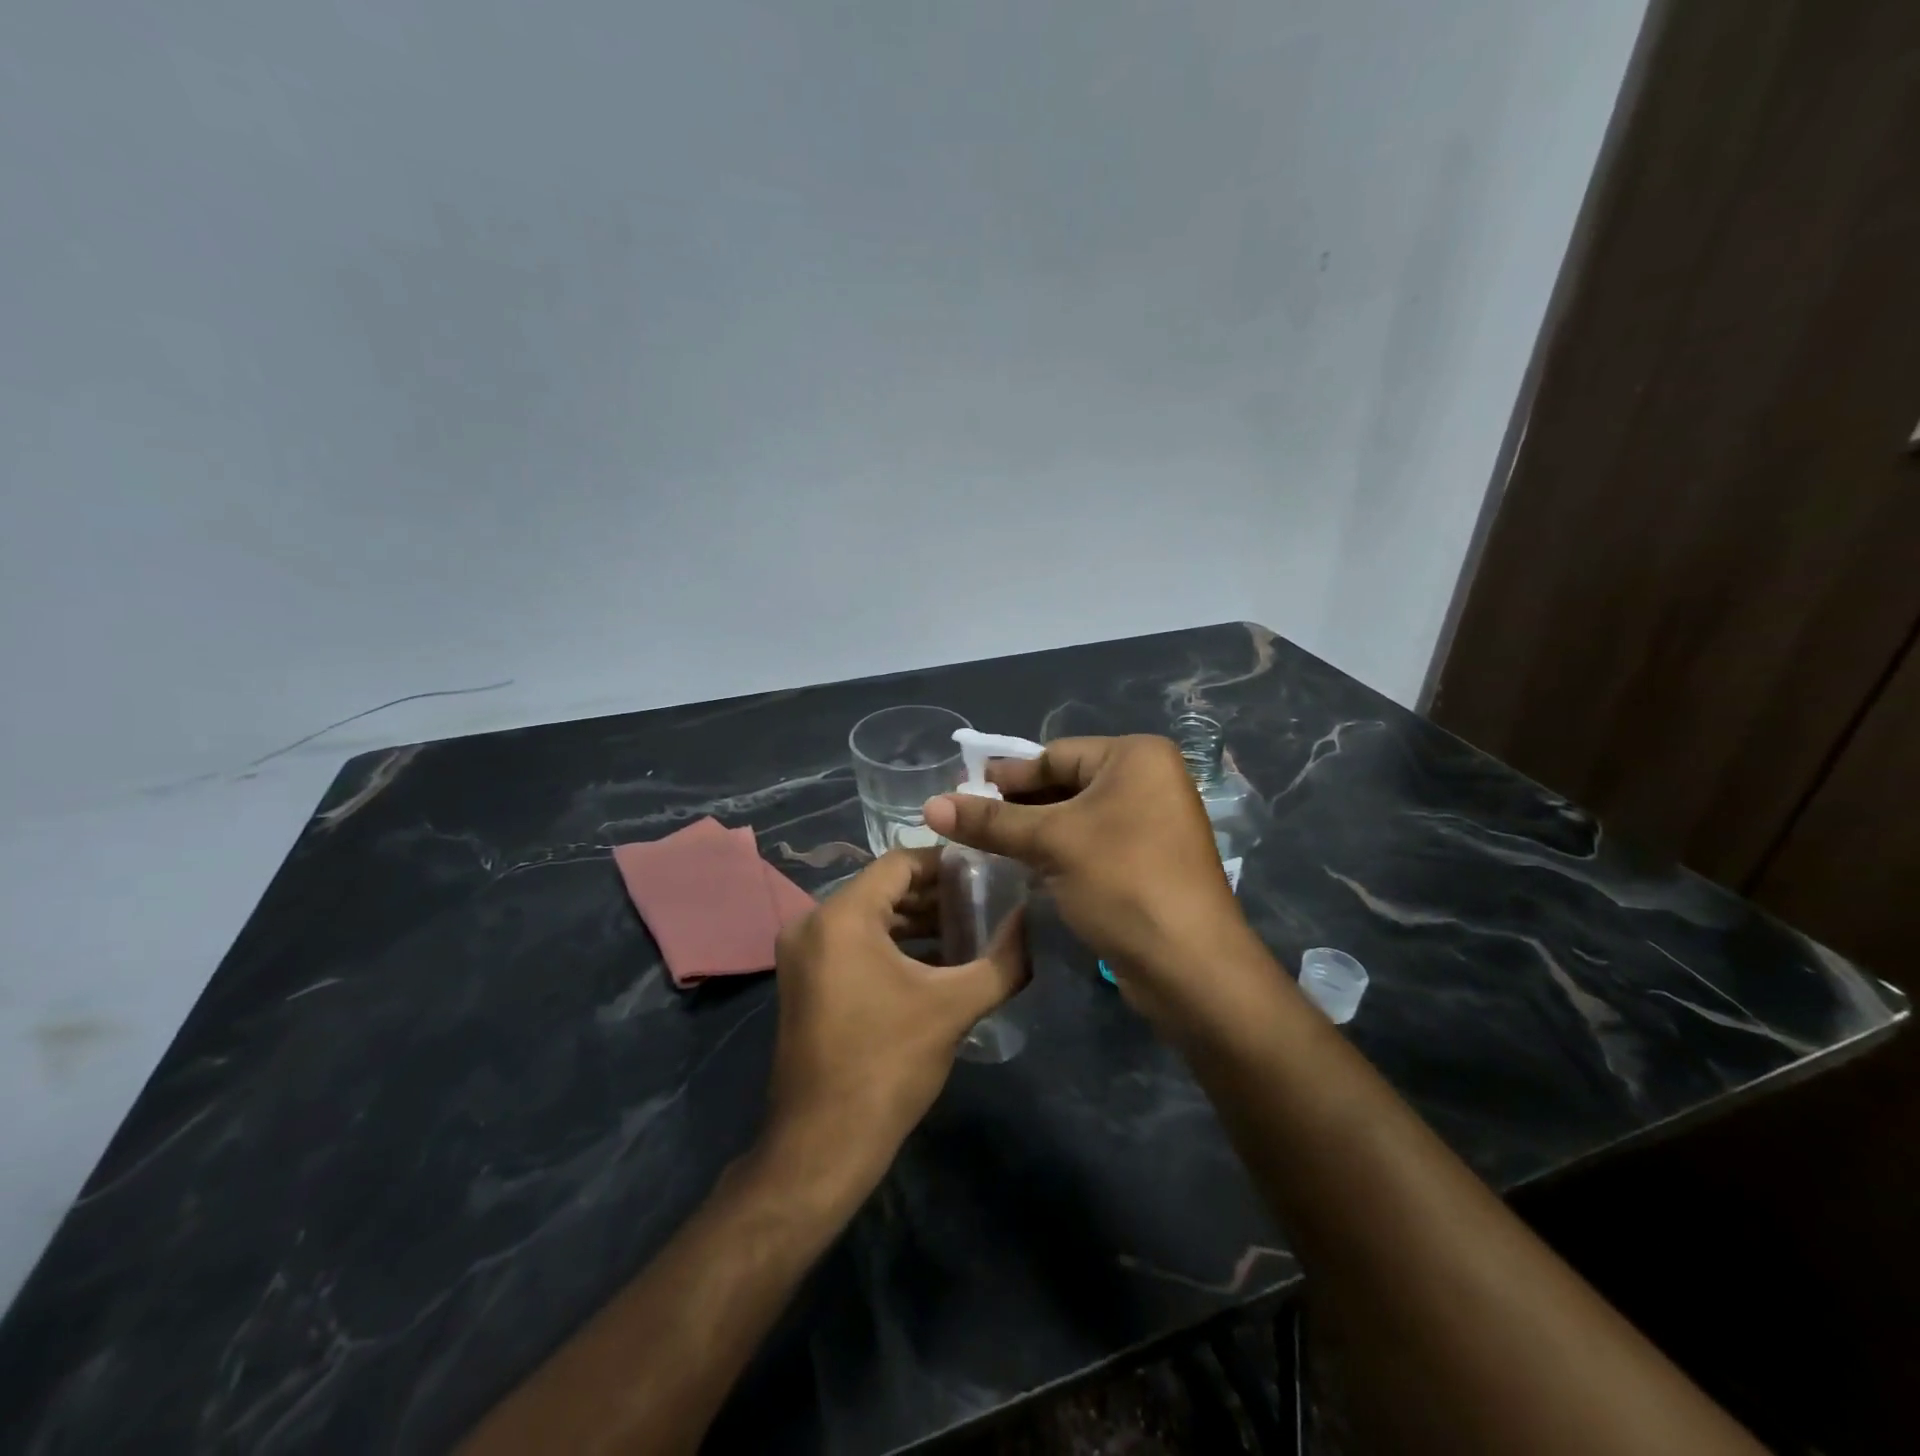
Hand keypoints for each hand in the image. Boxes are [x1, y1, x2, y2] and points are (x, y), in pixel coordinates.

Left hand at [763, 848, 1027, 1187]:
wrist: (823, 1144)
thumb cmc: (888, 1064)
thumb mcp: (954, 1007)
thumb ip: (1003, 959)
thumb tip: (1035, 922)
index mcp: (842, 917)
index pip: (900, 863)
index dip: (945, 864)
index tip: (986, 875)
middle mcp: (812, 924)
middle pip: (883, 888)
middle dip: (934, 895)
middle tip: (983, 904)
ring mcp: (802, 954)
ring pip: (868, 917)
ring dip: (915, 922)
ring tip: (966, 932)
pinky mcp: (804, 981)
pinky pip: (852, 943)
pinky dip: (890, 945)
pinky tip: (933, 964)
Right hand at [922, 736, 1258, 1026]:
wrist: (1189, 965)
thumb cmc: (1122, 881)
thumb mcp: (1051, 843)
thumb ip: (990, 821)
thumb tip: (930, 805)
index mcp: (1136, 756)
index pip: (1054, 755)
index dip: (1006, 776)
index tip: (961, 791)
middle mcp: (1149, 780)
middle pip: (1065, 783)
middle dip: (1017, 805)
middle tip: (967, 821)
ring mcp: (1153, 822)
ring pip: (1077, 817)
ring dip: (1033, 831)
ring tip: (985, 846)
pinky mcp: (1148, 860)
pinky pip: (1092, 843)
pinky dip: (1058, 852)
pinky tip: (1022, 867)